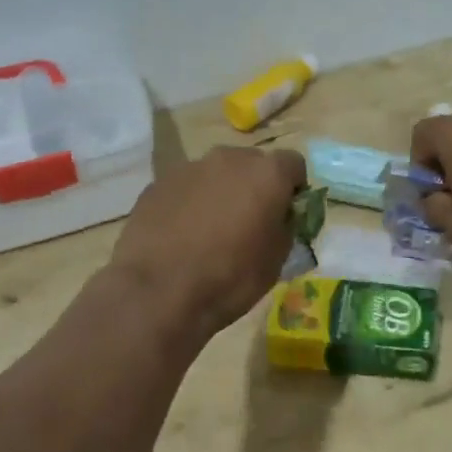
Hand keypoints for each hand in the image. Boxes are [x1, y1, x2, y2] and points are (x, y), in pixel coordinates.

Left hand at [110, 145, 307, 336]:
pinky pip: (185, 187)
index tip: (286, 214)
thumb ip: (285, 226)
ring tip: (210, 230)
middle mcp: (229, 159)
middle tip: (249, 221)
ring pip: (216, 174)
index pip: (293, 165)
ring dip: (221, 192)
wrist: (158, 292)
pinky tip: (181, 235)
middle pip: (252, 163)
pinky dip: (190, 203)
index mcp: (266, 174)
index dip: (294, 188)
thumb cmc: (229, 279)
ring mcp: (189, 167)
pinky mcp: (157, 183)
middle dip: (255, 186)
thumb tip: (278, 217)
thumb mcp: (276, 260)